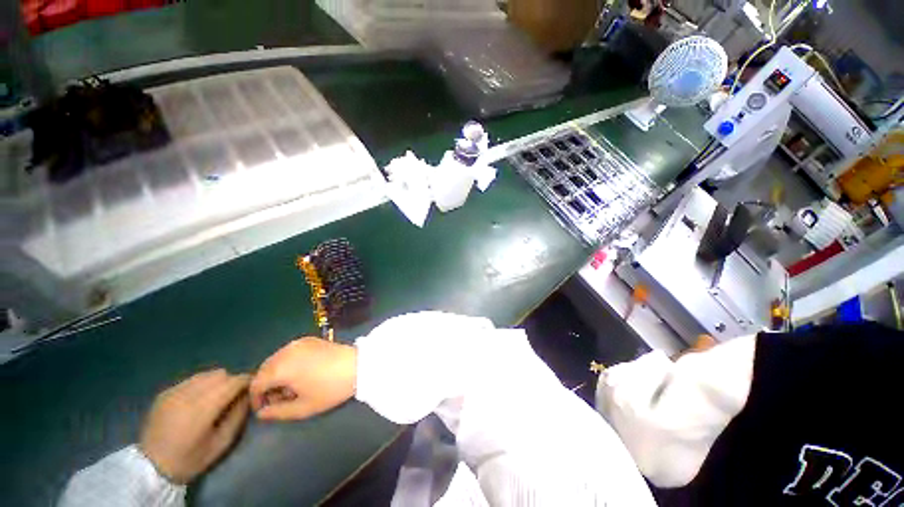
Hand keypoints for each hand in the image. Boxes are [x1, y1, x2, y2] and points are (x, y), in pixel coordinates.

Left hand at [139, 369, 250, 483]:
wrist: (151, 467)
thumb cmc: (190, 458)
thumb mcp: (221, 443)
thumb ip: (237, 416)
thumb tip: (248, 396)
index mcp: (203, 408)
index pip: (233, 382)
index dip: (246, 381)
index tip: (252, 388)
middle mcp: (188, 394)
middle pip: (220, 374)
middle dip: (231, 382)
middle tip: (233, 396)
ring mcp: (174, 392)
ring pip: (206, 374)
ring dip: (216, 382)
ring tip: (215, 397)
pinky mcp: (165, 393)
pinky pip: (191, 380)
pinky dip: (201, 385)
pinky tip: (197, 401)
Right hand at [250, 337, 356, 420]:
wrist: (357, 365)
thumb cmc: (330, 389)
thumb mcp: (303, 408)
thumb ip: (277, 412)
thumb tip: (261, 413)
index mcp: (280, 368)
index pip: (256, 383)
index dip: (257, 398)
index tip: (266, 408)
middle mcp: (285, 351)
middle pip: (264, 369)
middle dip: (267, 385)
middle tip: (282, 398)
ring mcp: (298, 342)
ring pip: (276, 359)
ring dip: (277, 373)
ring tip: (293, 387)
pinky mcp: (310, 339)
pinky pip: (289, 352)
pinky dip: (288, 362)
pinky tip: (302, 372)